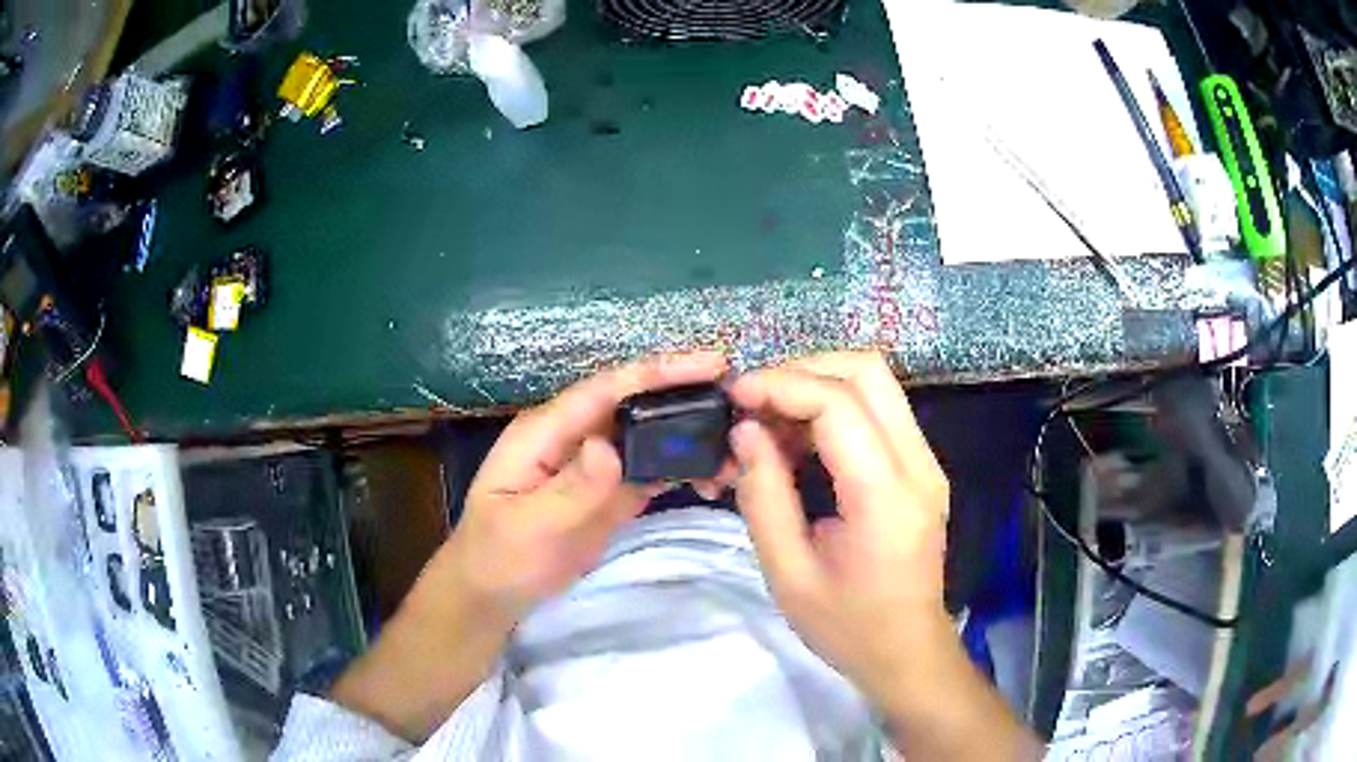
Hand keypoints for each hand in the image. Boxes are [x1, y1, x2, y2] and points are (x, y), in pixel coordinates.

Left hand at [438, 351, 728, 620]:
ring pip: (648, 436)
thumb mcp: (529, 525)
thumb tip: (609, 446)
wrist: (492, 593)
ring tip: (737, 440)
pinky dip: (682, 468)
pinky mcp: (610, 492)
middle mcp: (575, 437)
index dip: (657, 372)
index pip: (607, 390)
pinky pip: (651, 471)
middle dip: (684, 394)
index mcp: (547, 431)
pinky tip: (714, 472)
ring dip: (689, 434)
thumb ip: (570, 488)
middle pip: (634, 404)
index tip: (710, 365)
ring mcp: (595, 466)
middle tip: (740, 396)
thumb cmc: (498, 556)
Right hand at [728, 352, 951, 705]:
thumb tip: (745, 432)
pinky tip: (798, 440)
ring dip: (817, 385)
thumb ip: (763, 497)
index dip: (782, 385)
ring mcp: (926, 462)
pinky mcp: (920, 467)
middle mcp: (917, 465)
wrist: (907, 651)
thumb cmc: (847, 626)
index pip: (839, 405)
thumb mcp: (788, 575)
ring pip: (876, 382)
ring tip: (769, 422)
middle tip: (753, 401)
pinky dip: (833, 407)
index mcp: (886, 497)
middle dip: (802, 369)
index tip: (734, 395)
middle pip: (868, 370)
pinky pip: (878, 410)